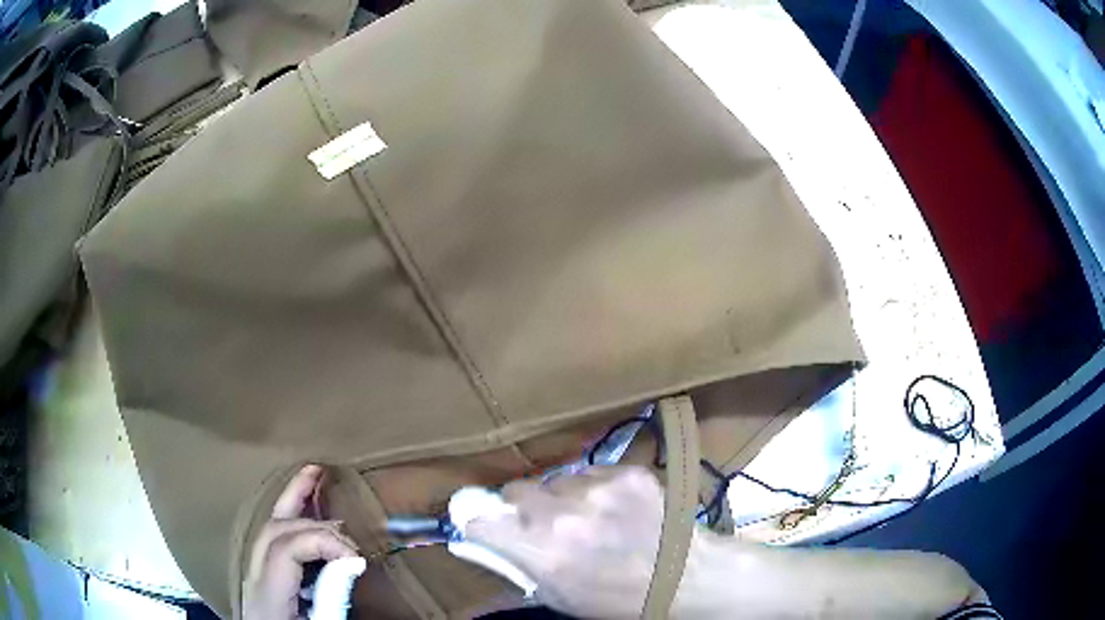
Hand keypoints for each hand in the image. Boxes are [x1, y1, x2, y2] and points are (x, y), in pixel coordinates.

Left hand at [243, 465, 359, 619]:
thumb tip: (349, 564)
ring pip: (266, 528)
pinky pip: (272, 541)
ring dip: (291, 501)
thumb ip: (333, 600)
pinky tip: (302, 511)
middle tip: (342, 515)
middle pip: (272, 530)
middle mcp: (254, 578)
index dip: (323, 542)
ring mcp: (254, 576)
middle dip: (308, 516)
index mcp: (266, 595)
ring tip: (312, 475)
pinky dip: (289, 520)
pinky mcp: (263, 581)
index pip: (286, 547)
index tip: (357, 559)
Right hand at [464, 466, 668, 618]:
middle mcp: (563, 514)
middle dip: (522, 507)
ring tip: (588, 517)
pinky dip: (593, 488)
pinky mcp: (627, 472)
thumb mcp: (557, 596)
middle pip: (516, 490)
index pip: (479, 519)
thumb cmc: (617, 600)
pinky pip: (591, 472)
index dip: (480, 522)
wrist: (686, 577)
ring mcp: (598, 488)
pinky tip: (615, 508)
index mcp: (541, 551)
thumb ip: (518, 564)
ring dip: (561, 497)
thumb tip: (484, 539)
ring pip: (555, 480)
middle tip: (543, 523)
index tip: (488, 527)